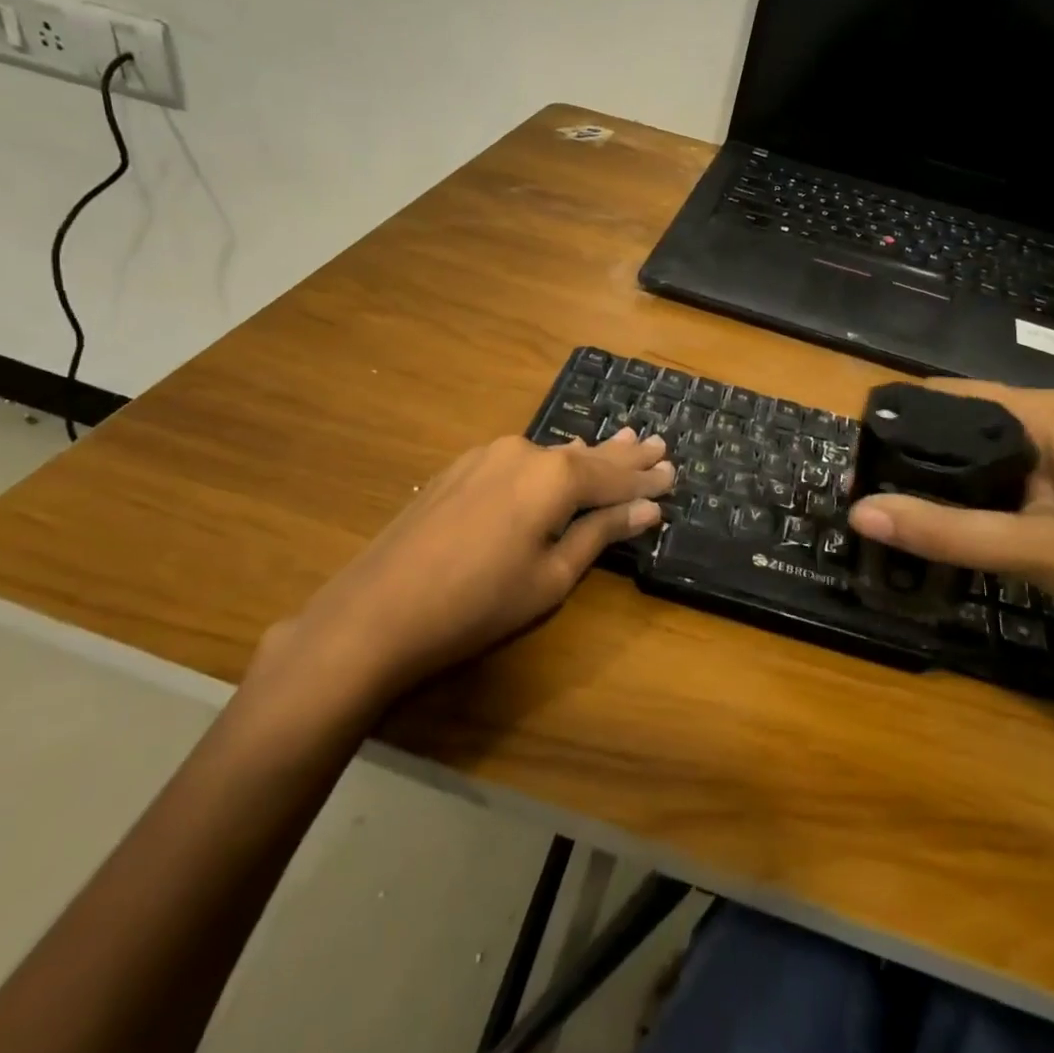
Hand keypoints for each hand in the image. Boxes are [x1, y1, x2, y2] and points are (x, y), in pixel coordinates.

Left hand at [254, 429, 672, 708]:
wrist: (378, 610)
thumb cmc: (478, 603)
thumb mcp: (551, 576)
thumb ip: (600, 533)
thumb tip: (646, 508)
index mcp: (555, 476)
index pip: (614, 474)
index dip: (645, 477)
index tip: (675, 472)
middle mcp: (525, 452)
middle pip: (586, 454)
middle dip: (623, 454)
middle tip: (657, 444)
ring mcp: (487, 456)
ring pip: (552, 454)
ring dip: (588, 455)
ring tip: (622, 442)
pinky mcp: (461, 469)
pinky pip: (521, 459)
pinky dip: (550, 462)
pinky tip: (561, 459)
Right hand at [847, 380, 1053, 659]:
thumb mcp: (1032, 551)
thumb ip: (946, 531)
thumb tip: (859, 512)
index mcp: (1049, 413)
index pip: (953, 396)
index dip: (902, 420)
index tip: (860, 456)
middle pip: (965, 420)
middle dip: (918, 450)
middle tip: (870, 488)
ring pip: (985, 447)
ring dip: (944, 472)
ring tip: (896, 500)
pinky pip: (1007, 469)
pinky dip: (974, 487)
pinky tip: (950, 514)